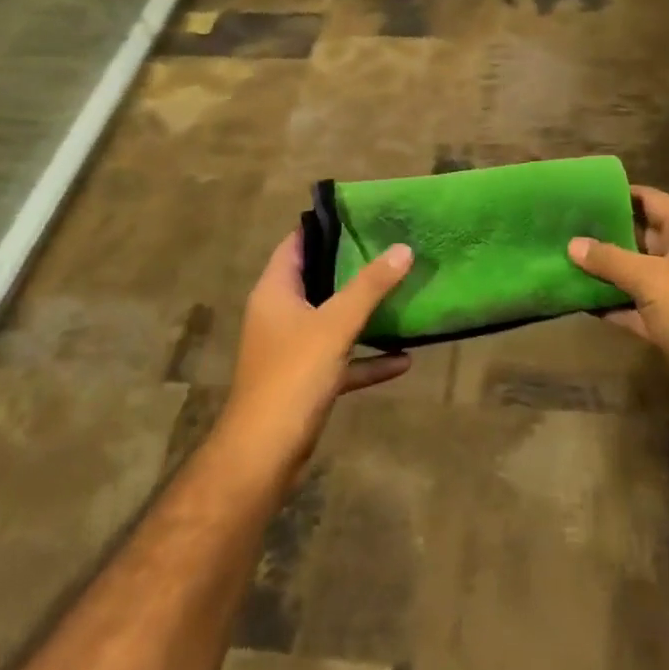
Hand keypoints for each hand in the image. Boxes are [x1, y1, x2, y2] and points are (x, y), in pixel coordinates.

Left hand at [220, 231, 413, 474]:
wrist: (264, 455)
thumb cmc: (292, 375)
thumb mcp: (335, 325)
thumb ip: (369, 286)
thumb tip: (403, 248)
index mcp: (275, 291)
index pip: (296, 244)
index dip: (324, 226)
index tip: (361, 214)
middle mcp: (280, 314)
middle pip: (317, 278)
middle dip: (352, 264)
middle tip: (390, 245)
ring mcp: (292, 349)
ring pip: (332, 319)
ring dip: (363, 311)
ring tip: (400, 290)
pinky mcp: (306, 380)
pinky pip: (342, 359)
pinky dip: (368, 357)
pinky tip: (404, 360)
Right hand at [570, 187, 668, 433]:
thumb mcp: (652, 280)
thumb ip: (610, 259)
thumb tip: (572, 244)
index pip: (649, 199)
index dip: (615, 195)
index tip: (578, 194)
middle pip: (640, 235)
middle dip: (603, 233)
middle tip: (561, 227)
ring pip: (636, 273)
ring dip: (605, 271)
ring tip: (562, 260)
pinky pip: (637, 306)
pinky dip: (614, 304)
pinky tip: (579, 301)